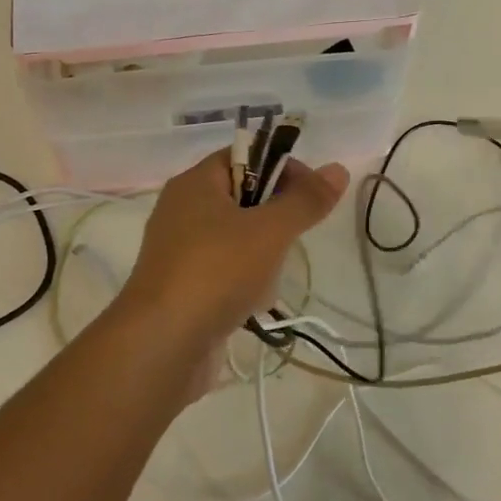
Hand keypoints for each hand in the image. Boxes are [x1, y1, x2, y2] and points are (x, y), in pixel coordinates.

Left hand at [118, 150, 349, 345]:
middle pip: (244, 199)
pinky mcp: (183, 288)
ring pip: (238, 240)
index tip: (310, 195)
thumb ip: (305, 200)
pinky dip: (244, 285)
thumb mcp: (270, 230)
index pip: (244, 156)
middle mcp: (182, 211)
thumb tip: (337, 169)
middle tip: (287, 240)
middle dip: (274, 221)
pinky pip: (225, 273)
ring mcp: (180, 252)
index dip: (282, 168)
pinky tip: (252, 304)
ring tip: (266, 280)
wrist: (163, 344)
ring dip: (262, 258)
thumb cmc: (217, 271)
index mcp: (195, 184)